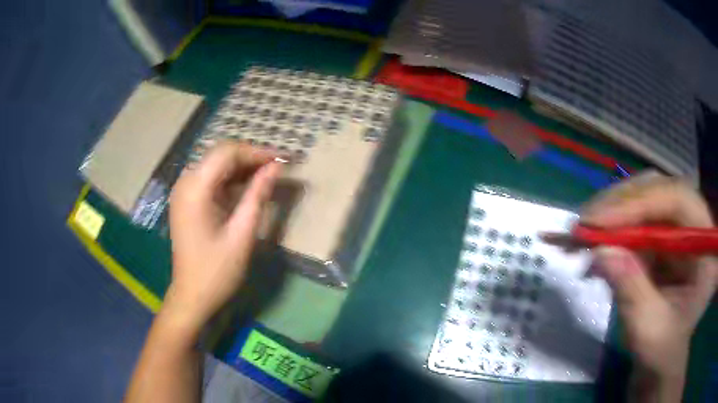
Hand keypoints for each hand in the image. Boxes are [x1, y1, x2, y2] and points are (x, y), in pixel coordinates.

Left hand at [164, 142, 281, 334]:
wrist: (192, 296)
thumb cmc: (217, 270)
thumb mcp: (242, 233)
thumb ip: (258, 195)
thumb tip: (276, 167)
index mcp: (195, 189)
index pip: (227, 152)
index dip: (256, 152)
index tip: (282, 160)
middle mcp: (185, 183)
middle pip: (220, 155)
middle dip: (249, 158)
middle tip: (277, 168)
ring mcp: (183, 191)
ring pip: (215, 165)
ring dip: (241, 168)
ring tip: (267, 176)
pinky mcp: (186, 201)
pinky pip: (210, 180)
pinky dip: (230, 180)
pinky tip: (247, 188)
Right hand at [580, 172, 716, 381]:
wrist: (663, 354)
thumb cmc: (662, 348)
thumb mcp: (649, 328)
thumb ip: (632, 290)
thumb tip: (601, 253)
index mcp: (705, 244)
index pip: (678, 200)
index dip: (640, 204)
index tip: (599, 223)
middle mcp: (695, 222)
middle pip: (660, 189)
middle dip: (621, 203)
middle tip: (585, 223)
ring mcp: (680, 224)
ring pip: (646, 195)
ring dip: (614, 210)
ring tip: (585, 231)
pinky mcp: (665, 231)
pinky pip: (637, 214)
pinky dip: (614, 225)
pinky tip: (596, 239)